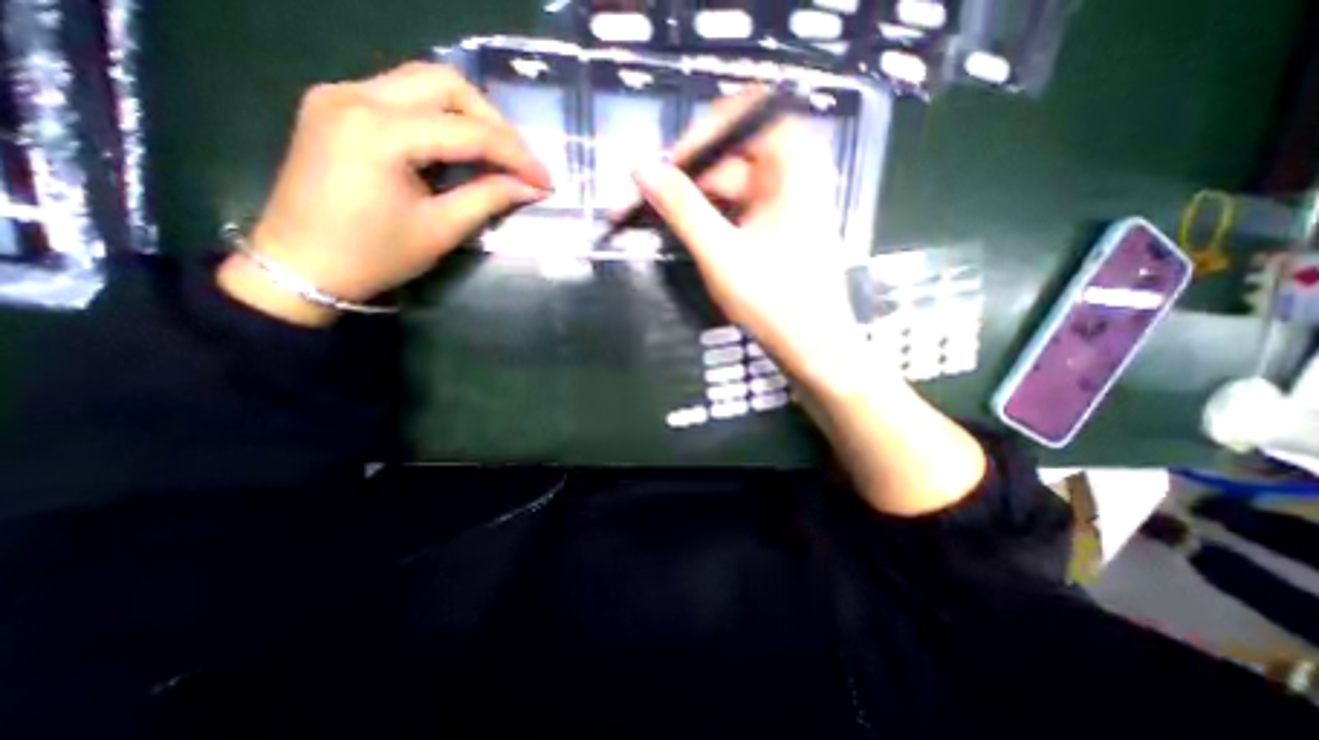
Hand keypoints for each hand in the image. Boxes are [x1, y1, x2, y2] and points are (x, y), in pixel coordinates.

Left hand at [218, 65, 547, 326]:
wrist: (301, 265)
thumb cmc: (375, 255)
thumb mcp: (441, 229)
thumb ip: (489, 199)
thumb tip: (531, 188)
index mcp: (380, 132)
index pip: (468, 131)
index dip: (516, 155)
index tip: (545, 180)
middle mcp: (355, 96)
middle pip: (445, 84)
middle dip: (493, 122)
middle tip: (519, 162)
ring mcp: (341, 95)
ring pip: (424, 83)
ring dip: (469, 116)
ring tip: (497, 156)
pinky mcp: (337, 106)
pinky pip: (403, 96)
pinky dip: (440, 118)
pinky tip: (458, 149)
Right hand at [634, 89, 873, 399]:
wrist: (815, 350)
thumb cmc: (775, 304)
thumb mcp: (721, 255)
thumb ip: (681, 209)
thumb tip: (641, 169)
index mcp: (795, 169)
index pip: (750, 114)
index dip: (706, 131)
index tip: (669, 164)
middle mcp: (796, 177)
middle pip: (739, 153)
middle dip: (696, 173)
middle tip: (657, 200)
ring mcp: (789, 205)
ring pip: (737, 184)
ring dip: (701, 199)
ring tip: (668, 222)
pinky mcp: (780, 229)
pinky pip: (742, 208)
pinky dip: (716, 217)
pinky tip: (695, 235)